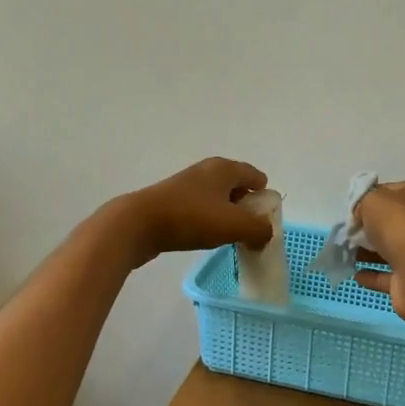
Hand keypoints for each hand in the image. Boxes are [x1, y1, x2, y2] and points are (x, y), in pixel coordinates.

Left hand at [112, 158, 271, 265]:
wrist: (138, 224)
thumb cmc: (191, 218)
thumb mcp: (234, 225)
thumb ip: (258, 229)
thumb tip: (265, 235)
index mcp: (225, 168)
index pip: (256, 176)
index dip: (264, 198)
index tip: (264, 221)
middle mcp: (207, 170)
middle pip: (237, 186)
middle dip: (246, 207)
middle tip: (248, 231)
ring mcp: (186, 184)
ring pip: (217, 198)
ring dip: (226, 215)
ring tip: (227, 237)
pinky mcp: (171, 200)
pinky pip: (200, 208)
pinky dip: (207, 220)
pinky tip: (203, 237)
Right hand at [352, 179, 404, 323]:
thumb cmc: (402, 227)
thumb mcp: (374, 200)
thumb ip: (363, 200)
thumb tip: (360, 213)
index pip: (393, 190)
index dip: (371, 197)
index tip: (352, 208)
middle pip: (393, 220)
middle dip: (369, 226)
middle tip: (347, 231)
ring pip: (392, 248)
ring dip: (368, 251)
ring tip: (346, 252)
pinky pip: (390, 274)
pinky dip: (373, 274)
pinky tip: (356, 274)